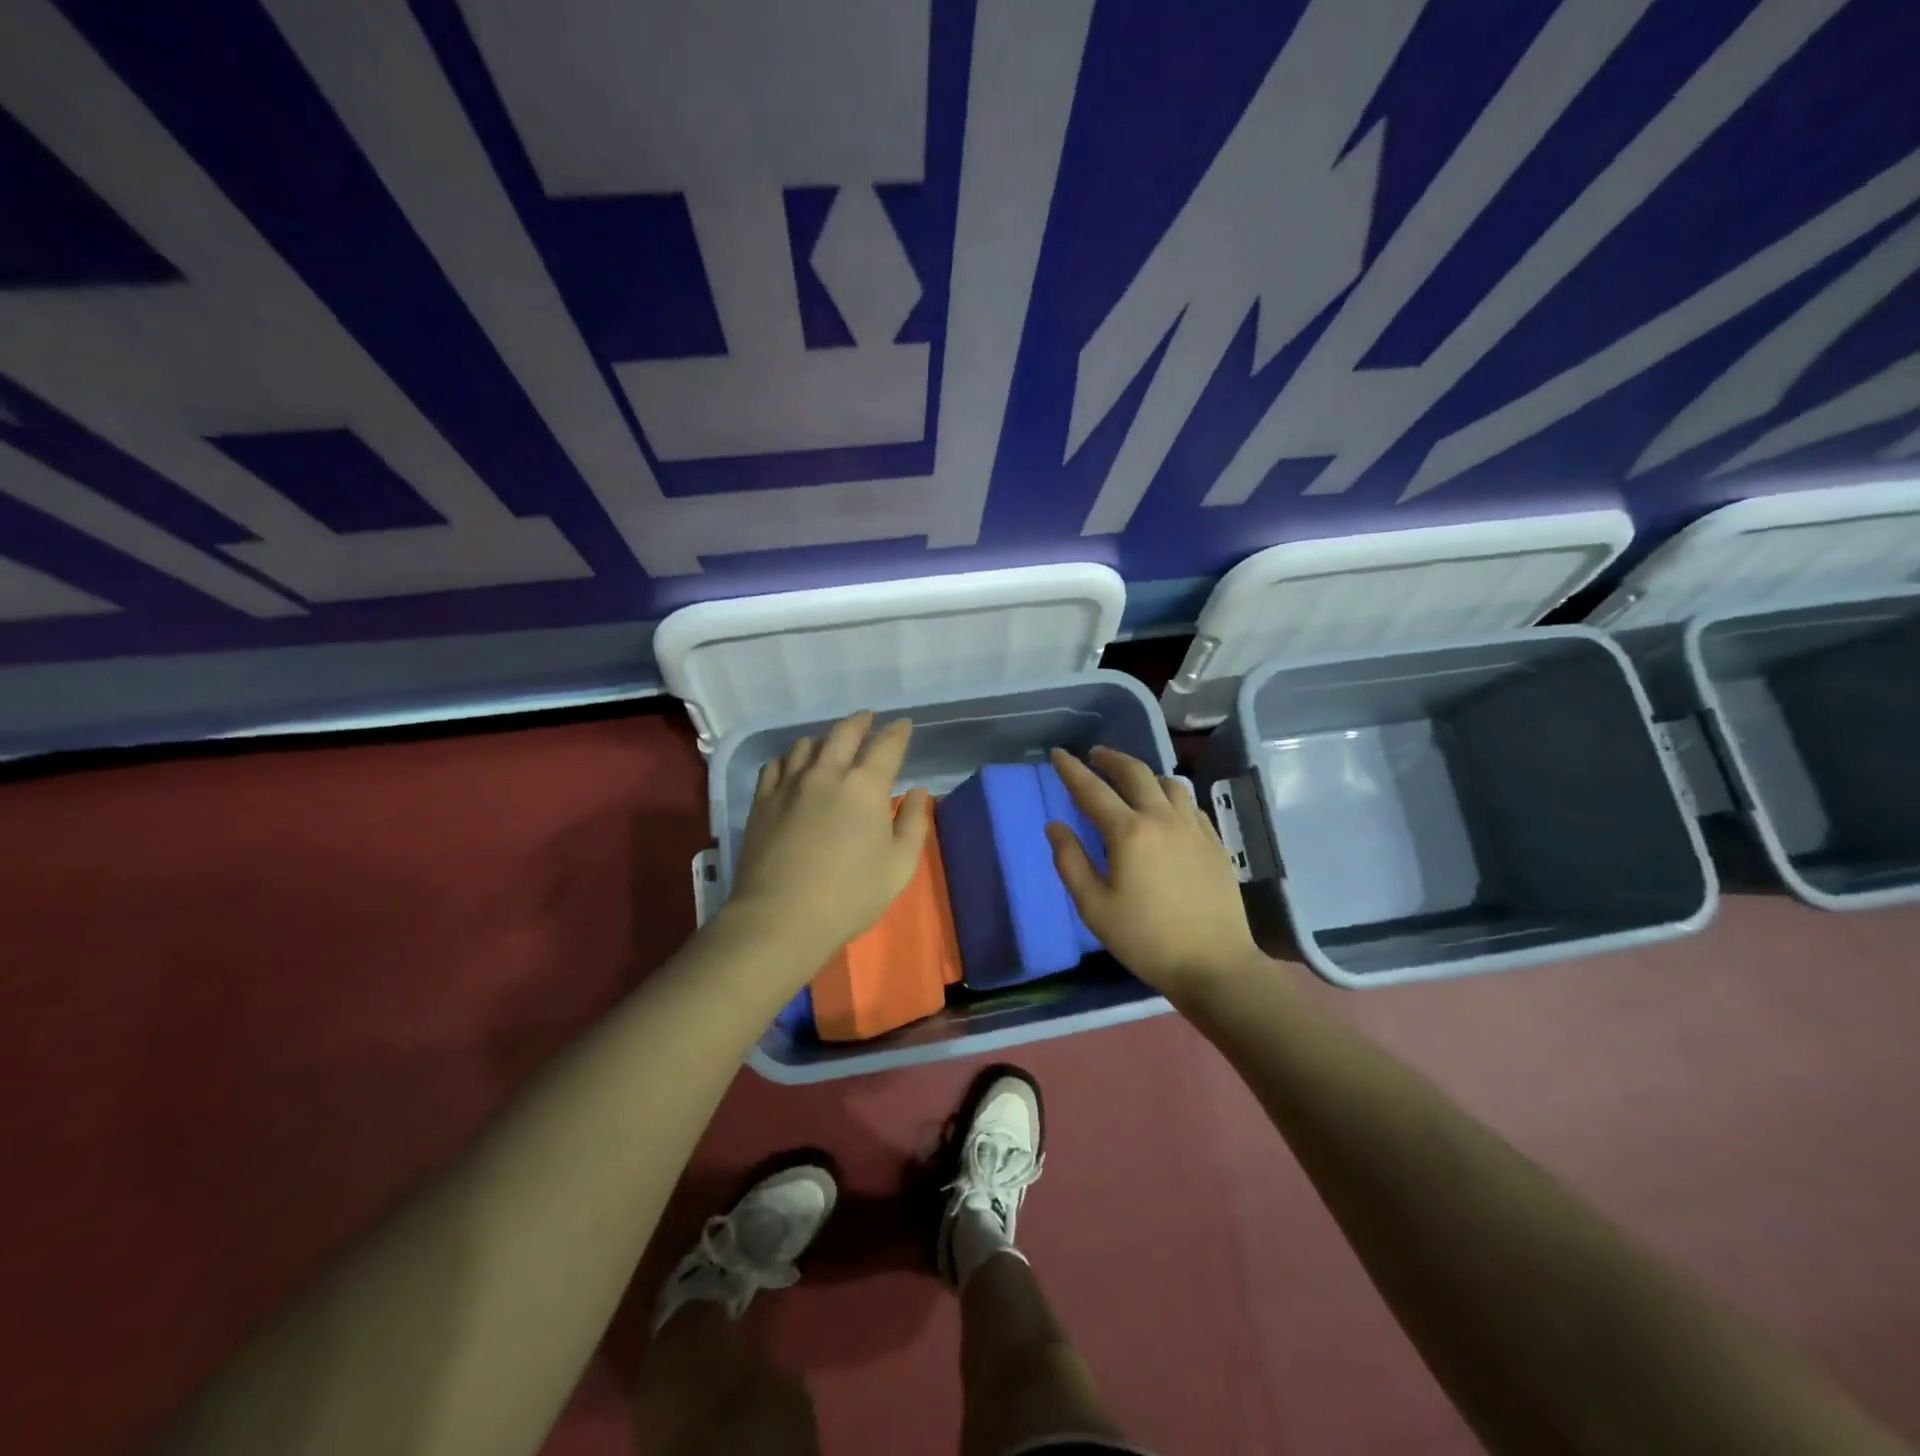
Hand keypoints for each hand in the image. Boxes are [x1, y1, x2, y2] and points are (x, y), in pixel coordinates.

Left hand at [725, 711, 930, 966]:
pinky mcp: (762, 801)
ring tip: (830, 743)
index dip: (898, 732)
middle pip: (844, 733)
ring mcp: (789, 784)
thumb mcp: (899, 867)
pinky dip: (790, 758)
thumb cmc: (849, 896)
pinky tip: (793, 766)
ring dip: (824, 739)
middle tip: (868, 718)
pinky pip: (776, 765)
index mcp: (865, 787)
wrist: (780, 918)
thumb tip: (916, 792)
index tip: (903, 725)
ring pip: (806, 745)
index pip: (886, 745)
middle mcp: (827, 774)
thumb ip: (913, 824)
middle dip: (861, 721)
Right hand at [1046, 746, 1264, 1001]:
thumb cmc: (1145, 939)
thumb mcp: (1094, 907)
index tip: (1057, 754)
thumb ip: (1070, 861)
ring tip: (1129, 780)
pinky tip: (1165, 808)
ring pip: (1167, 782)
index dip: (1071, 769)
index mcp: (1128, 832)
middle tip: (1093, 755)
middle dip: (1110, 758)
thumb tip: (1055, 825)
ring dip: (1143, 773)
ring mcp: (1193, 827)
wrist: (1214, 964)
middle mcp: (1162, 818)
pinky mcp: (1213, 841)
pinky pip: (1188, 803)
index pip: (1092, 789)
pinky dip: (1169, 794)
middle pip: (1134, 772)